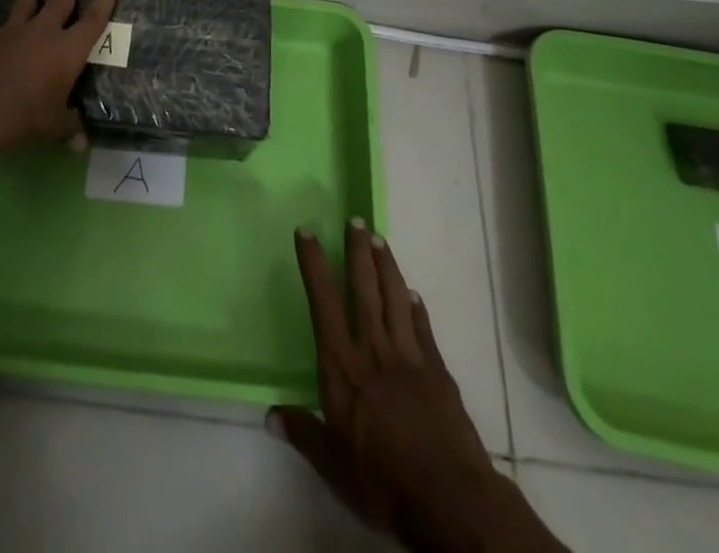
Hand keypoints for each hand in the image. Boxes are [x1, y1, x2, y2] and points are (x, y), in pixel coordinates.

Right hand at [271, 223, 566, 552]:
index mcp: (342, 366)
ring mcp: (409, 357)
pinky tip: (414, 294)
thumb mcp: (333, 465)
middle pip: (364, 288)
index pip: (323, 302)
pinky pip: (424, 328)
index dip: (314, 264)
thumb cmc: (382, 482)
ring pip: (395, 297)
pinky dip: (417, 307)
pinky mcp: (438, 371)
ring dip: (387, 266)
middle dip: (357, 250)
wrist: (448, 499)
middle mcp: (373, 349)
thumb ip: (303, 433)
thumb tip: (270, 415)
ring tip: (379, 239)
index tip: (307, 232)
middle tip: (355, 218)